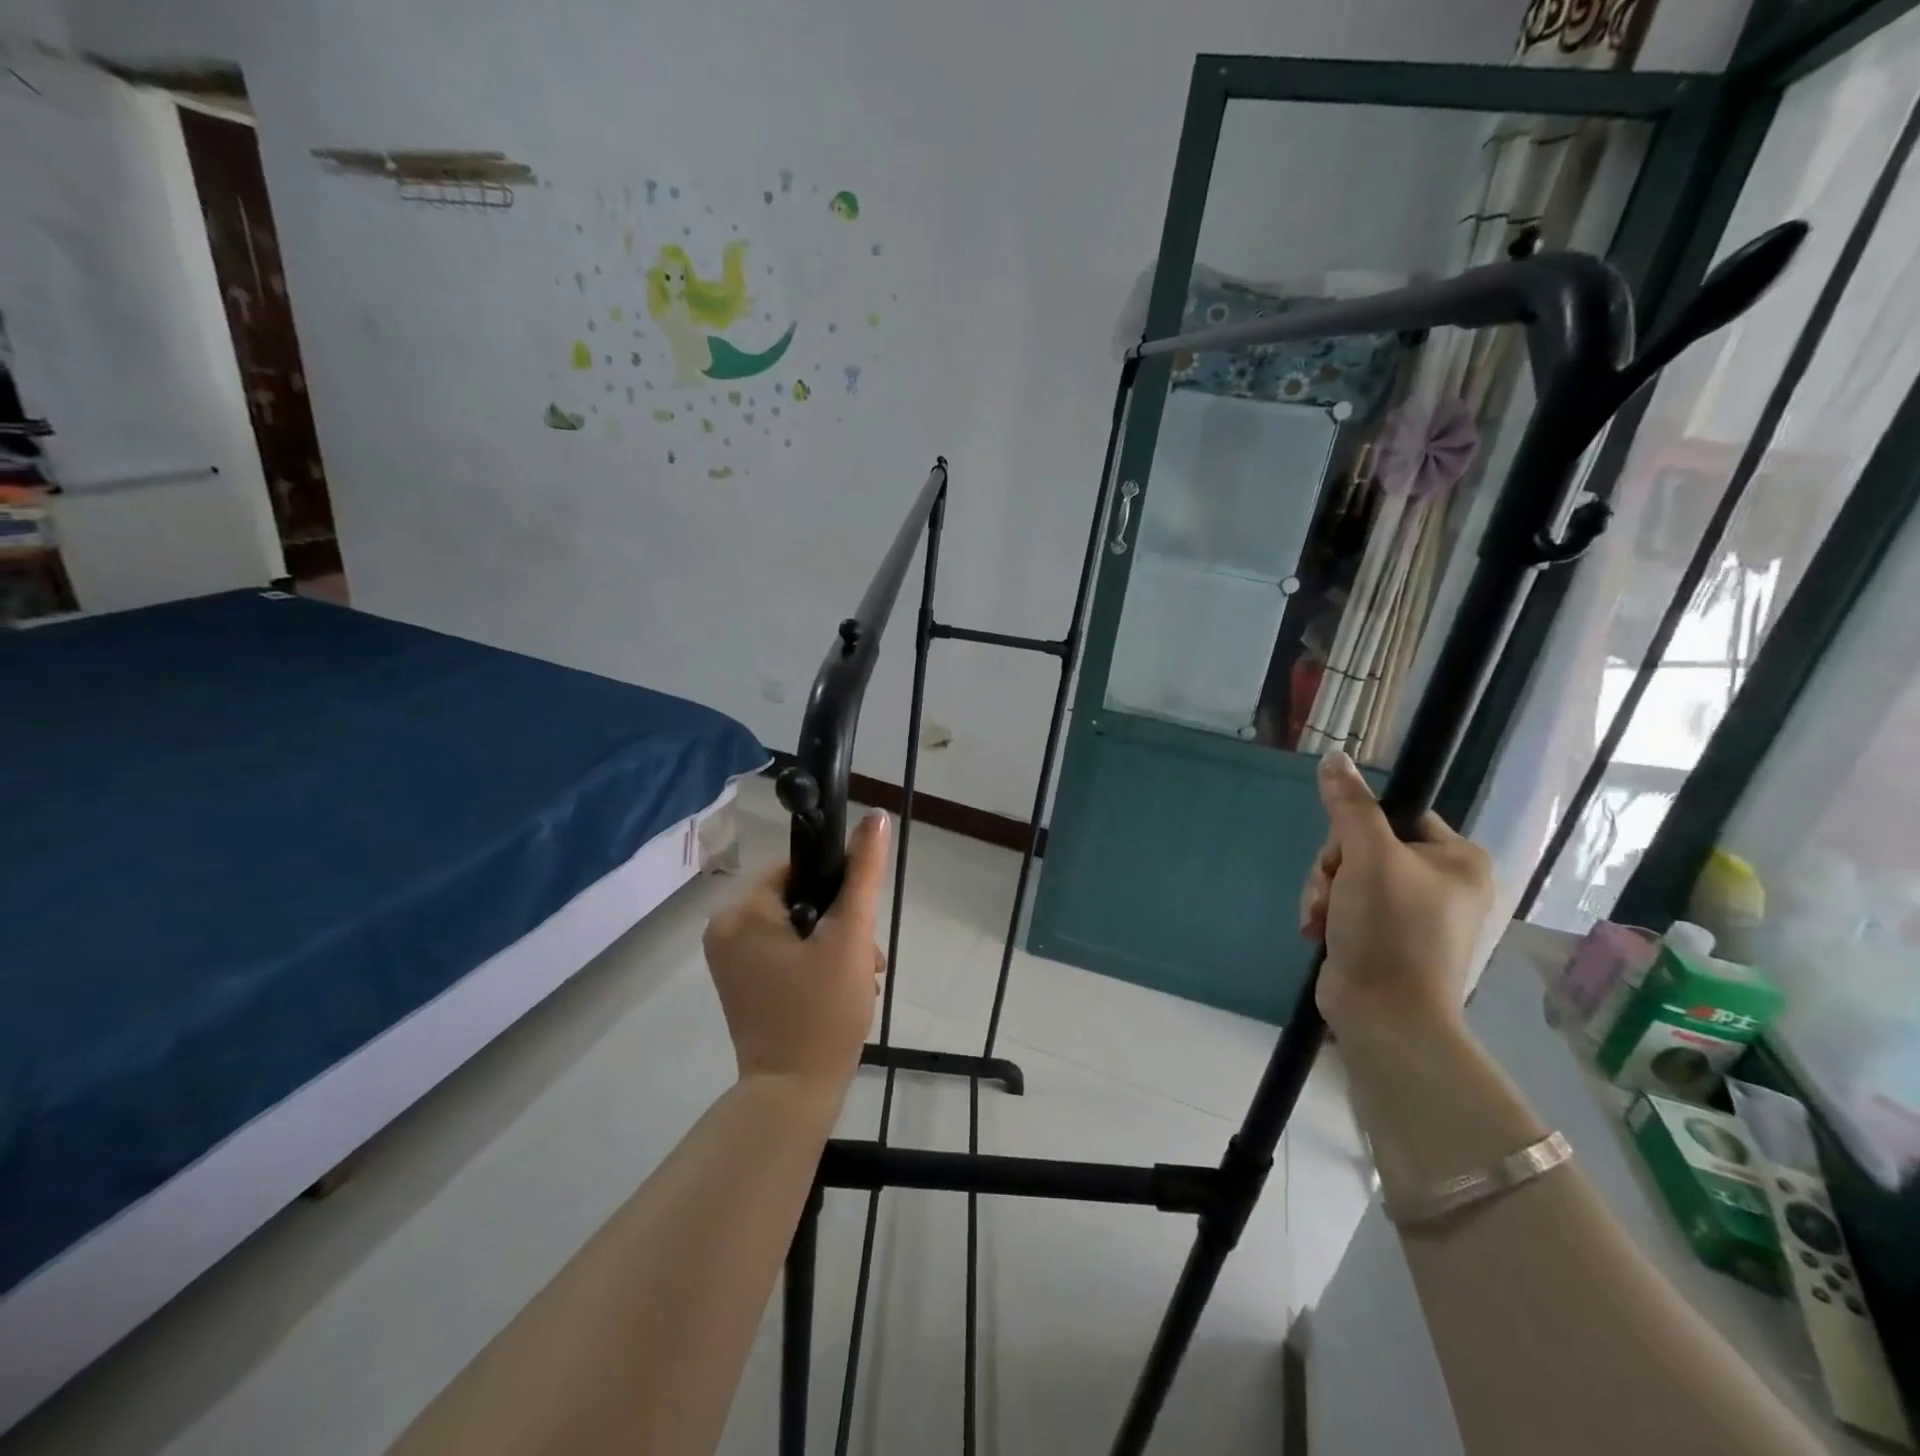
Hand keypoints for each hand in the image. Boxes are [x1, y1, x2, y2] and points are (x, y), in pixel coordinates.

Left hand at [703, 811, 890, 1090]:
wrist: (792, 1096)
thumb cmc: (822, 1012)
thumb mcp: (850, 936)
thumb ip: (863, 873)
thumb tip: (876, 817)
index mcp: (741, 911)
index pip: (798, 868)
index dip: (836, 887)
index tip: (859, 922)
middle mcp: (724, 928)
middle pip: (798, 898)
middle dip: (840, 923)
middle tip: (866, 958)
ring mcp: (729, 959)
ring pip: (795, 926)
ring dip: (832, 944)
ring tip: (860, 978)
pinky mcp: (740, 983)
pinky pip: (783, 951)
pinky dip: (813, 961)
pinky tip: (839, 988)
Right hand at [1299, 751, 1492, 1044]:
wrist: (1385, 1015)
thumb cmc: (1390, 929)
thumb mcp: (1367, 857)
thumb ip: (1350, 806)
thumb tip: (1334, 756)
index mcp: (1458, 859)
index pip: (1397, 815)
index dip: (1358, 827)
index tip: (1344, 853)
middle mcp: (1443, 883)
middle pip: (1365, 845)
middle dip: (1334, 867)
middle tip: (1330, 891)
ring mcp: (1415, 913)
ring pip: (1349, 875)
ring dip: (1324, 891)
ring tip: (1320, 917)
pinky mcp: (1387, 937)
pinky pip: (1347, 904)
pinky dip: (1327, 913)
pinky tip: (1317, 930)